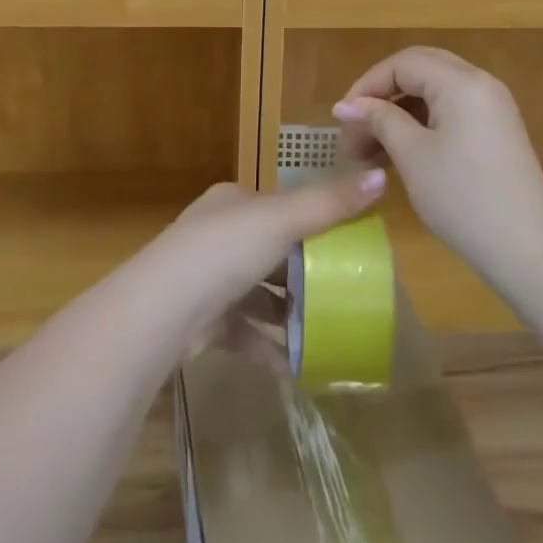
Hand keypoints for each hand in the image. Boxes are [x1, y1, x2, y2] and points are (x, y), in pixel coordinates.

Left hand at [146, 173, 386, 365]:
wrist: (161, 311)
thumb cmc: (224, 251)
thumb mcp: (283, 221)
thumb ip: (330, 204)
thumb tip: (381, 177)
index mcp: (234, 202)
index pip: (279, 207)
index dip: (311, 223)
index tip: (345, 244)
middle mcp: (217, 234)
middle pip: (270, 251)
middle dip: (302, 272)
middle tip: (341, 291)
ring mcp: (206, 279)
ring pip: (257, 293)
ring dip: (287, 311)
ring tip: (325, 330)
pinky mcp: (202, 321)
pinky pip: (244, 331)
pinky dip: (267, 345)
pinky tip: (296, 365)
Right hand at [333, 46, 542, 276]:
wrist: (529, 250)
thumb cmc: (463, 198)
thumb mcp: (412, 156)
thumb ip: (379, 120)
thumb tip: (346, 105)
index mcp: (461, 81)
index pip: (402, 64)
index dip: (367, 85)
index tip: (342, 117)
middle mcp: (480, 82)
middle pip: (420, 69)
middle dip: (383, 93)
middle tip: (356, 125)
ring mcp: (493, 106)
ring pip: (435, 89)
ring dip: (401, 109)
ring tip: (372, 145)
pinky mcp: (497, 129)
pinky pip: (452, 108)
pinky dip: (423, 121)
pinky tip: (402, 150)